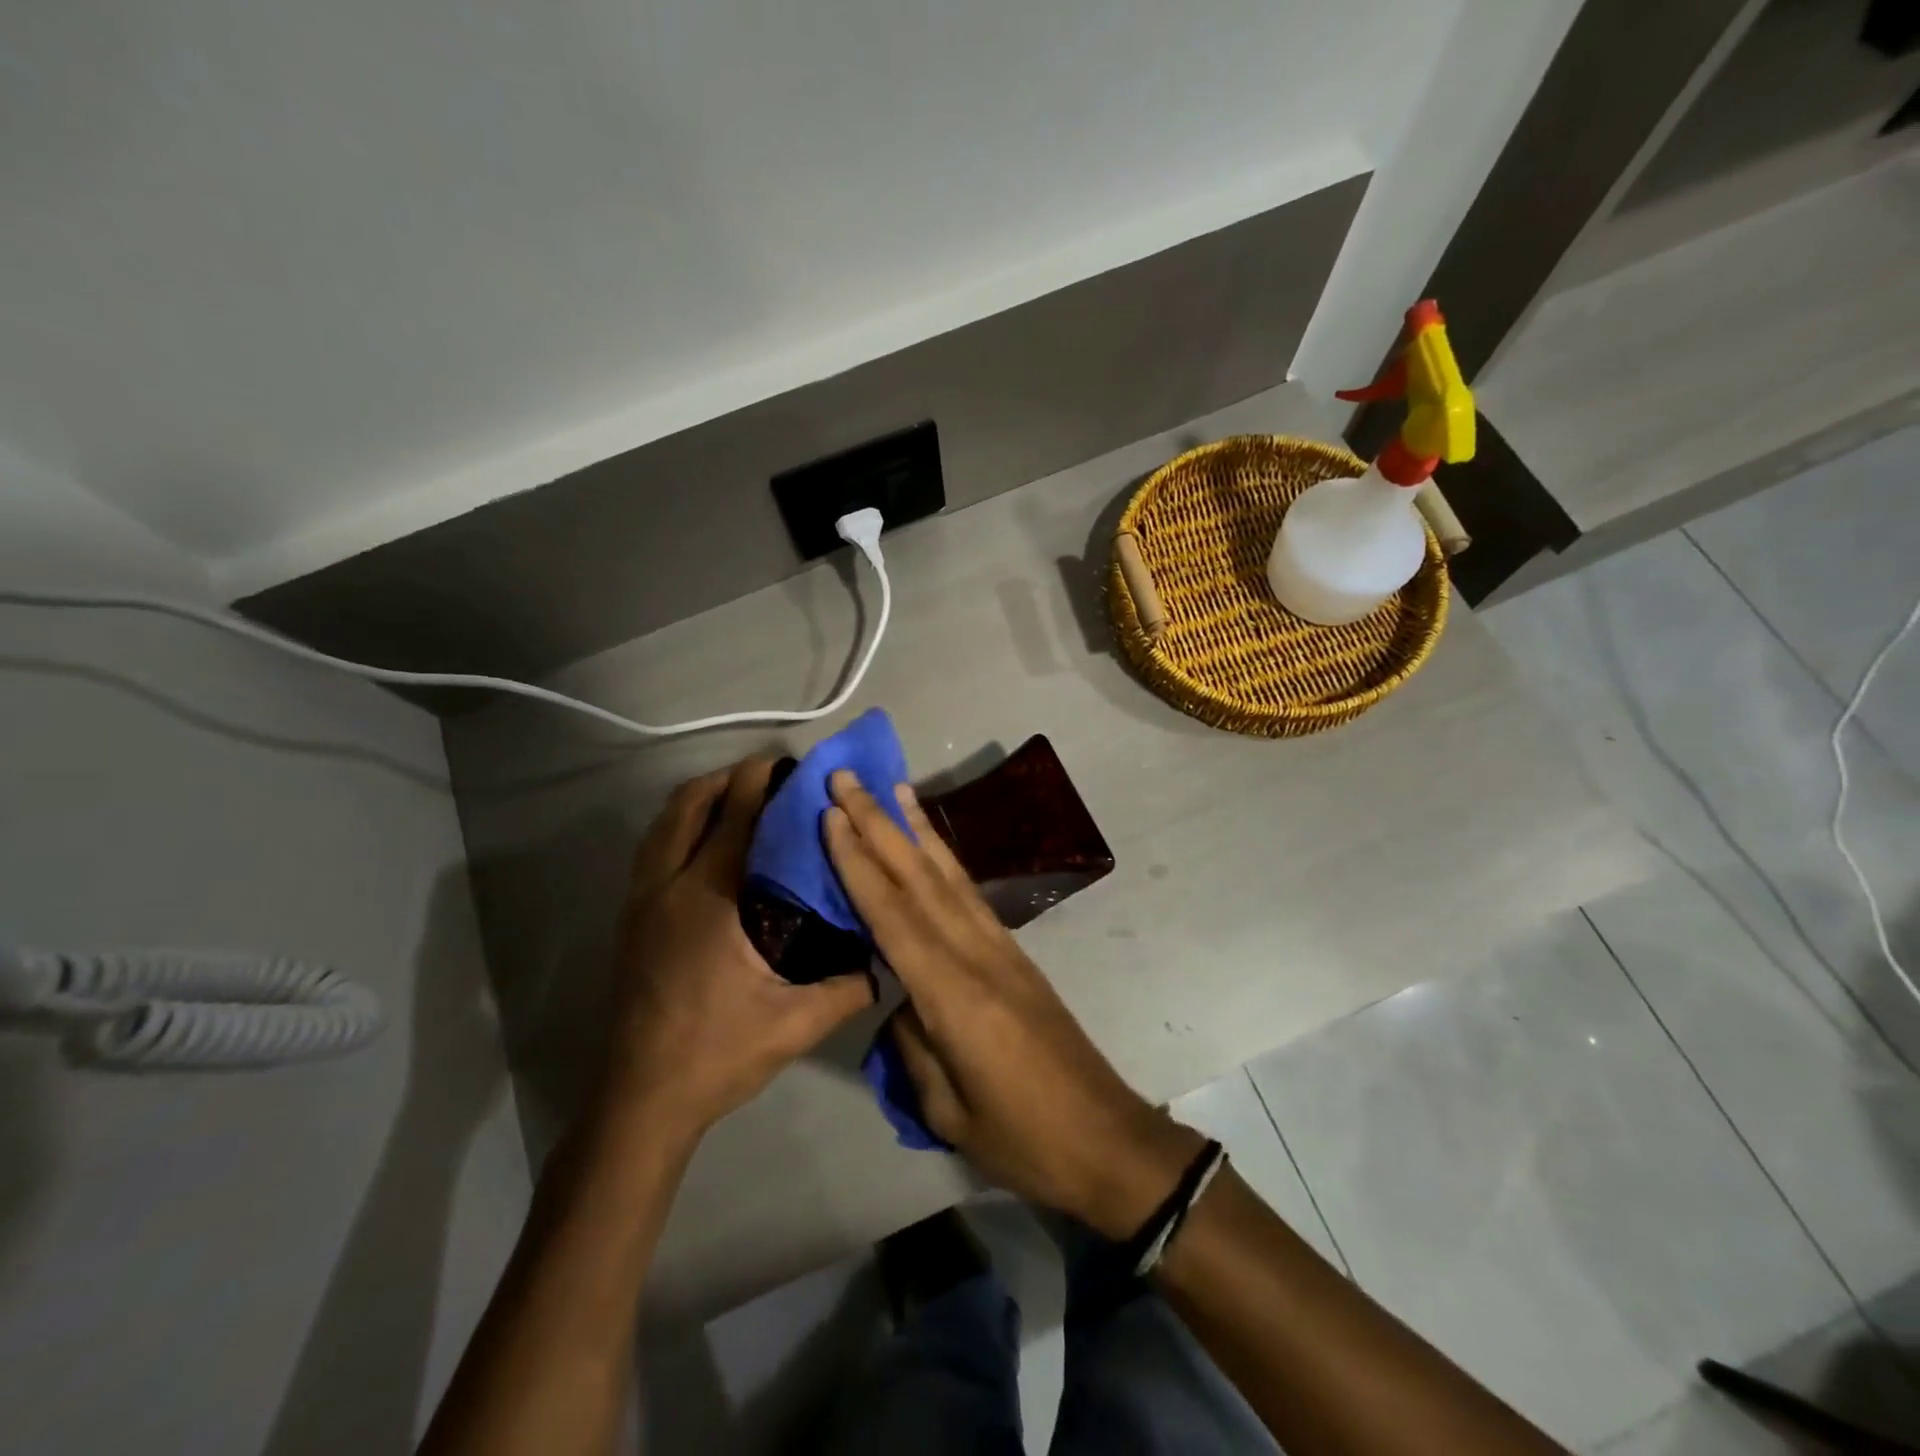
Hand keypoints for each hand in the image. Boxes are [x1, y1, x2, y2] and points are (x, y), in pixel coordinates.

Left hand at [597, 758, 875, 1142]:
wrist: (641, 1098)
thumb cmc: (717, 1053)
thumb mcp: (794, 1025)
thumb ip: (846, 990)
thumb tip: (885, 963)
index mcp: (709, 899)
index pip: (735, 818)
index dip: (758, 782)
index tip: (785, 763)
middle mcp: (667, 887)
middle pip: (688, 805)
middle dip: (725, 779)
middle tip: (766, 777)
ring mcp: (640, 901)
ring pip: (661, 825)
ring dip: (697, 800)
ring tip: (736, 799)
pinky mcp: (629, 919)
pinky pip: (651, 849)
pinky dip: (677, 827)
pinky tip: (704, 845)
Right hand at [824, 770, 1202, 1238]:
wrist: (1105, 1139)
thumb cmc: (1022, 1139)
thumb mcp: (947, 1109)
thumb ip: (913, 1042)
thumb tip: (898, 997)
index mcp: (953, 995)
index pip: (892, 914)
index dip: (858, 862)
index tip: (830, 815)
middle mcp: (978, 954)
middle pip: (919, 878)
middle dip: (879, 824)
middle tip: (847, 778)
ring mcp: (1002, 948)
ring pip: (949, 876)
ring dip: (916, 828)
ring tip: (893, 788)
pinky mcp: (1015, 954)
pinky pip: (970, 895)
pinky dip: (945, 860)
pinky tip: (931, 845)